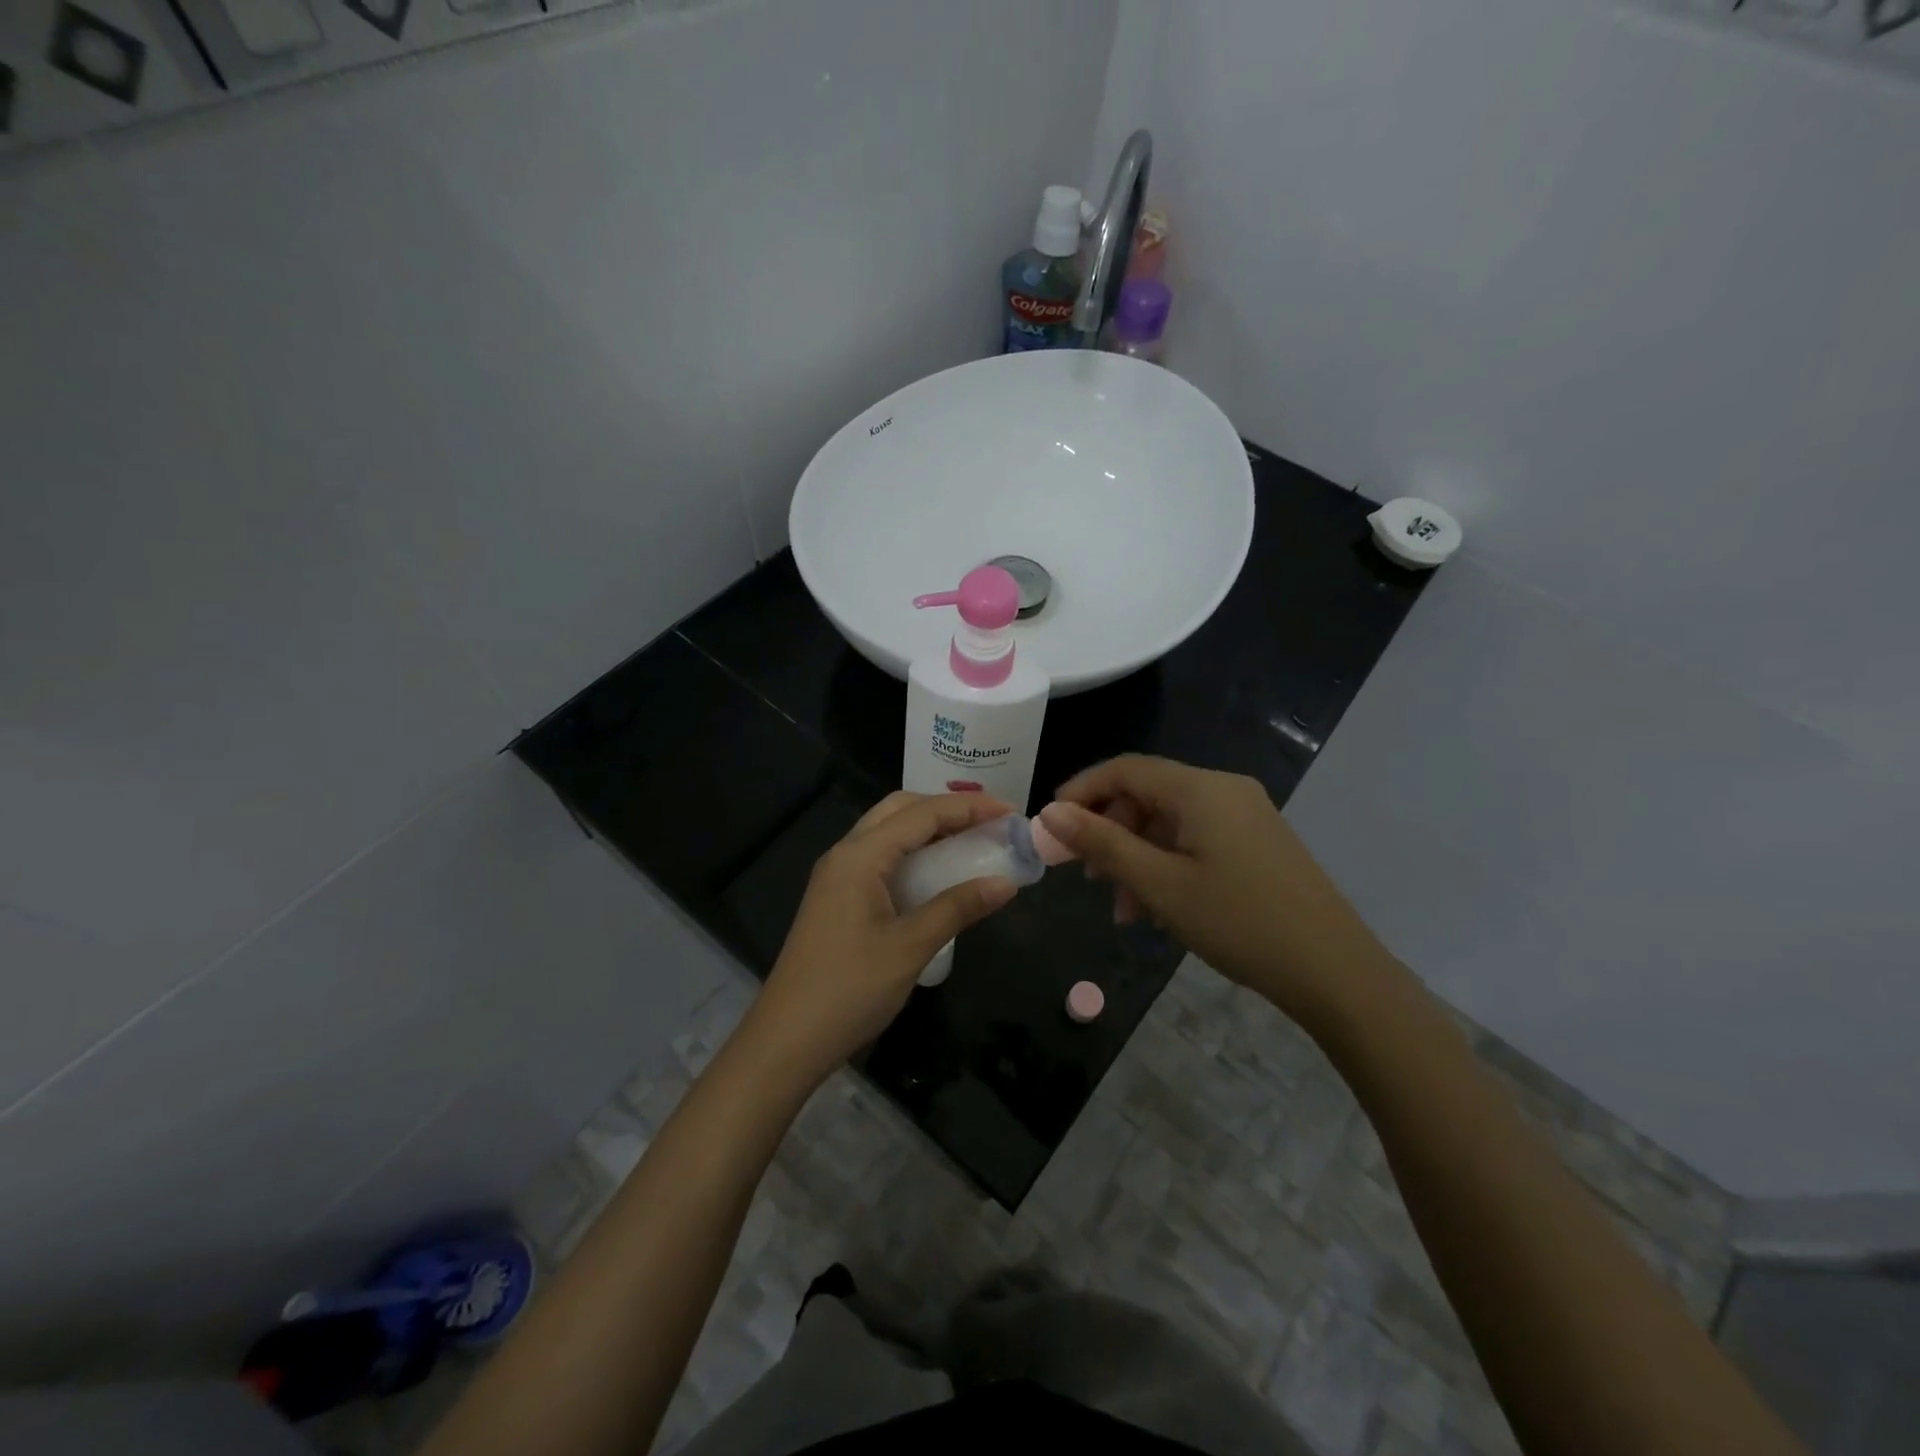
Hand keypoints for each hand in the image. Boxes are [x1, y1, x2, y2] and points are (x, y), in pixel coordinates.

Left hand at [744, 791, 1018, 1086]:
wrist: (787, 1040)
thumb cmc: (849, 989)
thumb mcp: (911, 946)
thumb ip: (958, 908)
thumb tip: (1006, 883)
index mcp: (860, 856)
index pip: (921, 814)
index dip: (968, 808)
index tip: (1010, 811)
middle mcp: (845, 854)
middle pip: (899, 810)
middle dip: (945, 809)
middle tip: (988, 822)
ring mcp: (837, 876)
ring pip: (887, 833)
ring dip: (928, 829)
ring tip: (970, 841)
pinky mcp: (836, 898)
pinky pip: (880, 858)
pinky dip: (912, 854)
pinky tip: (936, 874)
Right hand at [1039, 756, 1397, 1029]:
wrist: (1334, 971)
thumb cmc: (1238, 922)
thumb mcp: (1159, 884)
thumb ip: (1102, 843)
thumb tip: (1050, 814)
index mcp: (1200, 789)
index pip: (1125, 769)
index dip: (1082, 791)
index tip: (1051, 826)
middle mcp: (1224, 789)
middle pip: (1147, 794)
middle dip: (1110, 832)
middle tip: (1087, 876)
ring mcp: (1246, 814)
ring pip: (1170, 821)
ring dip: (1137, 856)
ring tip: (1123, 910)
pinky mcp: (1258, 841)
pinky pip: (1197, 838)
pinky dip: (1167, 863)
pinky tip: (1158, 907)